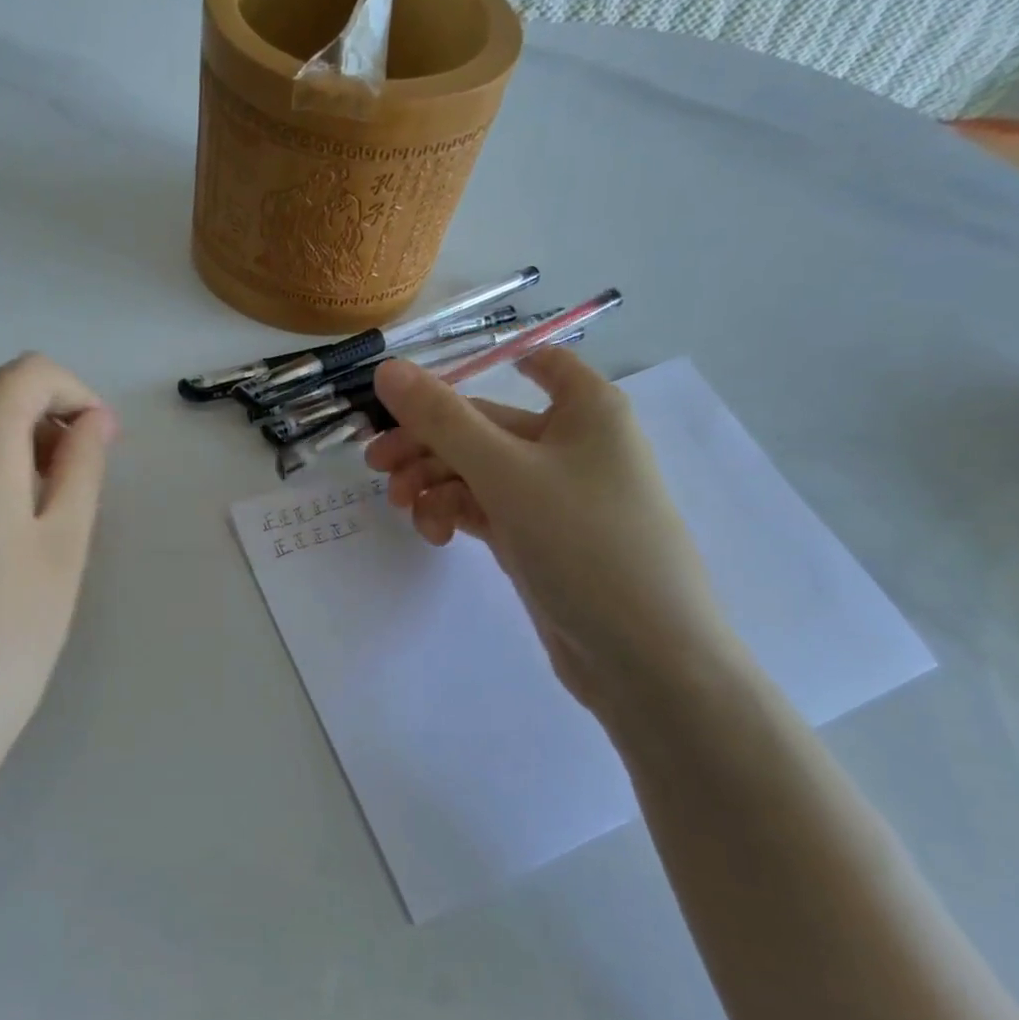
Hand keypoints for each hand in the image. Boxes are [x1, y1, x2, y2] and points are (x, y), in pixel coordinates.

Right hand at [365, 349, 743, 714]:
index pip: (537, 361)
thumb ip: (441, 419)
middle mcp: (571, 443)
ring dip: (433, 484)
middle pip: (483, 424)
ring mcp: (553, 495)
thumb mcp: (505, 473)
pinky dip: (454, 514)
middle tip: (375, 466)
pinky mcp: (537, 537)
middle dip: (427, 443)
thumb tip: (387, 368)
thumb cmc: (585, 543)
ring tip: (404, 510)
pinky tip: (434, 535)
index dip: (479, 366)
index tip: (417, 392)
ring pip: (476, 471)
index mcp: (586, 409)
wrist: (643, 658)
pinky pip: (483, 508)